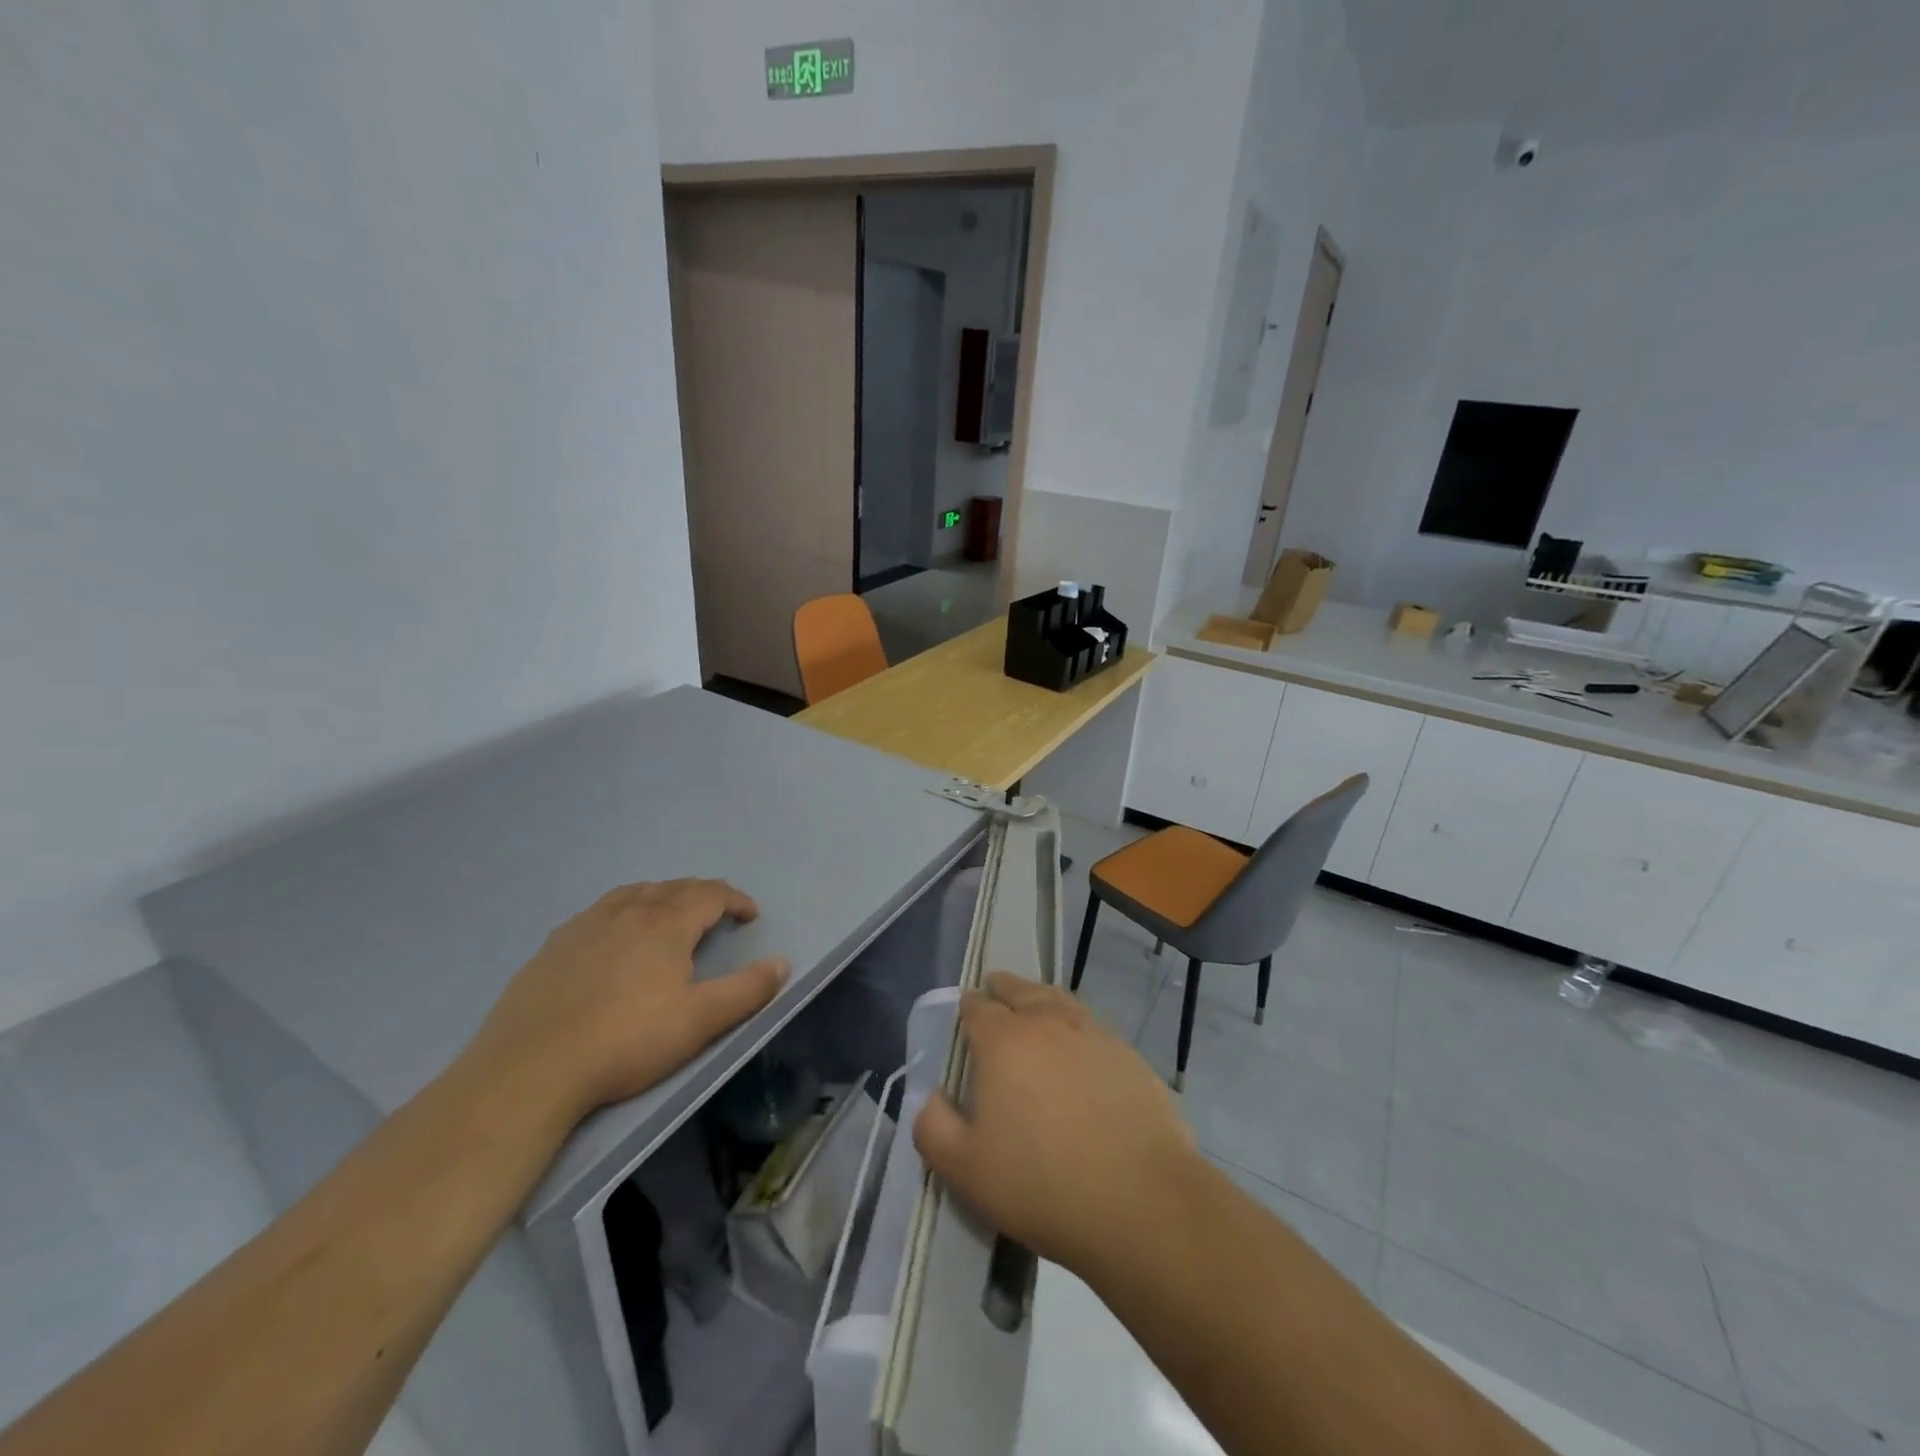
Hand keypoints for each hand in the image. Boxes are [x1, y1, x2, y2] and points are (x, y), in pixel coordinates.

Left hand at [469, 879, 787, 1123]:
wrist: (530, 1070)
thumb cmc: (626, 1041)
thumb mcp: (699, 1021)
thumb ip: (747, 990)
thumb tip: (782, 962)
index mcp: (665, 923)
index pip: (710, 894)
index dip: (736, 900)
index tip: (750, 916)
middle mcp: (627, 911)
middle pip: (673, 888)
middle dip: (703, 895)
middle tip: (717, 915)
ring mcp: (585, 925)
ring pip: (634, 893)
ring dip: (662, 897)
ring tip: (670, 916)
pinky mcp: (553, 946)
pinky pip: (600, 912)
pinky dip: (624, 911)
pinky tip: (615, 937)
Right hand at [913, 972, 1198, 1278]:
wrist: (1139, 1200)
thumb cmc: (1041, 1184)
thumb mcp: (965, 1170)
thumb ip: (932, 1128)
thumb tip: (927, 1097)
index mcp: (1003, 1040)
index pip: (977, 1008)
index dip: (967, 1007)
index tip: (964, 1011)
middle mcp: (1047, 1022)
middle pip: (1020, 990)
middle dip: (1003, 988)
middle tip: (995, 990)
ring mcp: (1093, 1033)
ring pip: (1059, 1000)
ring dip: (1041, 998)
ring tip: (1035, 1005)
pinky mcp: (1129, 1054)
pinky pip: (1092, 1026)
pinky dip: (1077, 1026)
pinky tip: (1079, 1048)